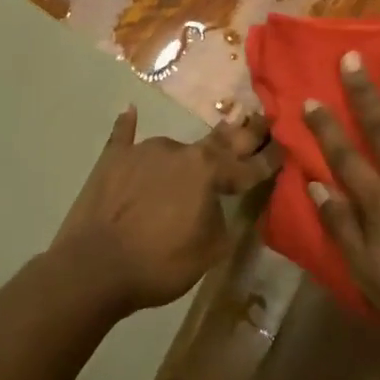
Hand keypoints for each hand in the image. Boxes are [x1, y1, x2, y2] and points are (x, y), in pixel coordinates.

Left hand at [49, 103, 279, 315]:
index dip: (269, 159)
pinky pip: (124, 137)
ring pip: (175, 146)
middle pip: (218, 141)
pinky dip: (129, 126)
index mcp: (208, 171)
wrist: (93, 268)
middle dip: (242, 133)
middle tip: (259, 119)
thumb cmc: (160, 263)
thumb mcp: (210, 251)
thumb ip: (223, 221)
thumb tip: (221, 206)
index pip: (248, 166)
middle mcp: (179, 151)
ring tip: (201, 149)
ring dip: (191, 151)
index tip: (285, 147)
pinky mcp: (112, 159)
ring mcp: (143, 151)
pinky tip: (130, 111)